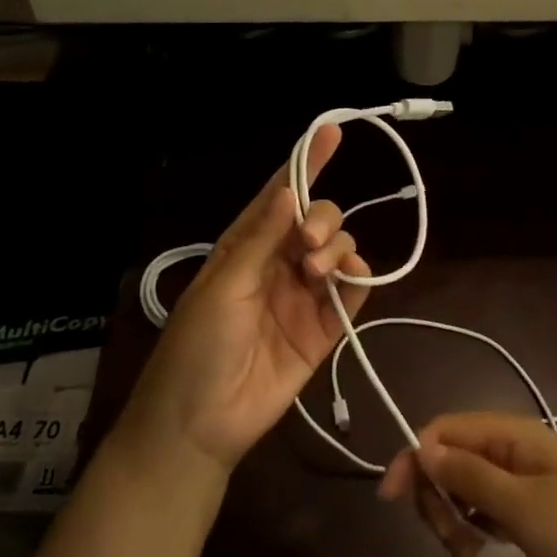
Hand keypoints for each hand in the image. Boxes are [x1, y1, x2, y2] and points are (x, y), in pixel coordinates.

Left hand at [117, 124, 369, 476]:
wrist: (201, 423)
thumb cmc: (197, 346)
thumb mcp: (224, 287)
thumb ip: (262, 240)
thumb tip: (291, 192)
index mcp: (246, 245)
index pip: (280, 195)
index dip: (305, 162)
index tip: (331, 133)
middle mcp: (278, 263)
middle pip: (316, 219)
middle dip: (322, 219)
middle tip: (310, 245)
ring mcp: (303, 295)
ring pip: (338, 250)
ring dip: (336, 248)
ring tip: (317, 273)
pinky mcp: (324, 327)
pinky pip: (353, 291)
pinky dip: (359, 278)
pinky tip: (352, 279)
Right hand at [378, 412, 556, 556]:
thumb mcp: (522, 506)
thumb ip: (469, 476)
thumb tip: (421, 447)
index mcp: (511, 433)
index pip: (444, 430)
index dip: (414, 457)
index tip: (391, 498)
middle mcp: (511, 447)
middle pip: (450, 458)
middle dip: (436, 496)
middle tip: (447, 539)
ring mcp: (520, 477)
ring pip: (463, 486)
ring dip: (452, 517)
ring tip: (465, 555)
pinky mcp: (527, 506)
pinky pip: (483, 507)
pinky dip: (471, 528)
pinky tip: (476, 555)